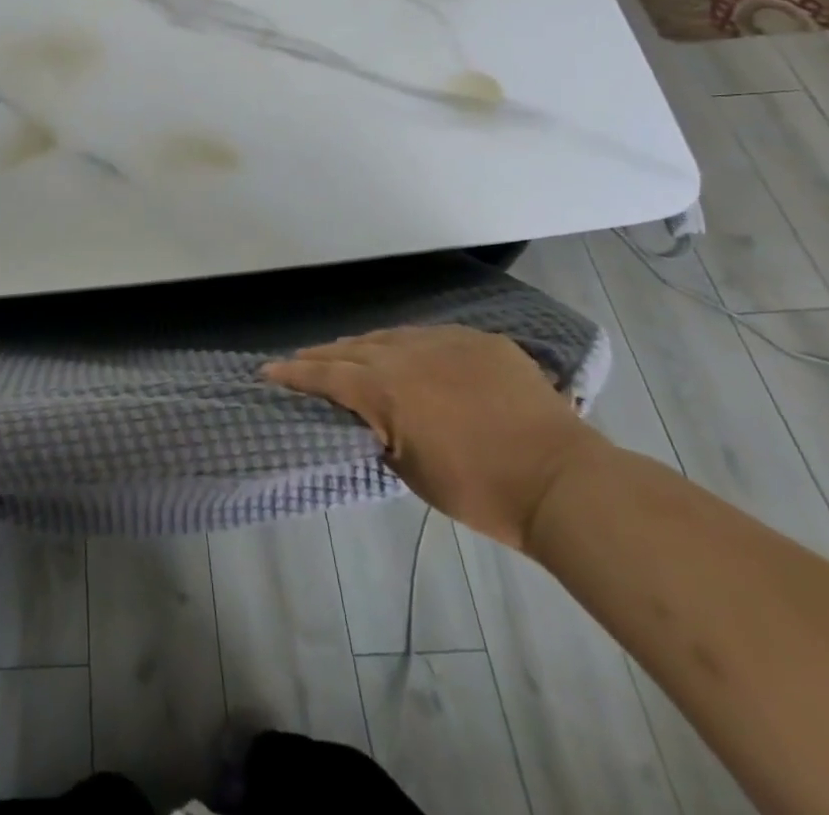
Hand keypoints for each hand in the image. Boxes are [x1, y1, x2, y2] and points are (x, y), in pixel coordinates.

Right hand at [264, 325, 602, 550]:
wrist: (560, 480)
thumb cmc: (480, 491)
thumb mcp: (412, 472)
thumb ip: (381, 434)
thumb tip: (372, 420)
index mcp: (383, 388)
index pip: (325, 375)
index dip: (292, 373)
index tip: (267, 370)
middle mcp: (405, 353)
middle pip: (352, 347)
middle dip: (324, 355)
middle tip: (304, 360)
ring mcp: (445, 341)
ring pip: (391, 336)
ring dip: (366, 346)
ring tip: (352, 353)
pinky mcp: (480, 341)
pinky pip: (432, 337)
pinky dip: (412, 346)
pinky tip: (413, 355)